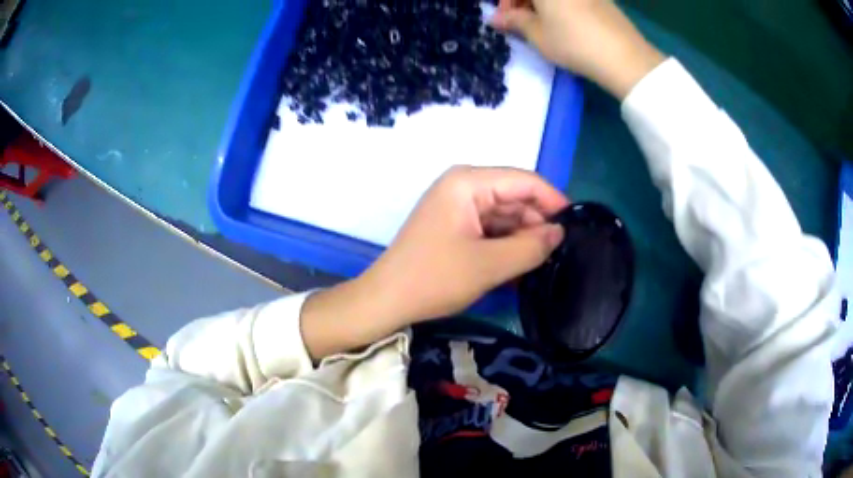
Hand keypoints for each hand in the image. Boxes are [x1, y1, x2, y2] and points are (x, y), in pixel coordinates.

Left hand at [363, 166, 567, 324]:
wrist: (387, 300)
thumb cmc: (434, 279)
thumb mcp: (490, 265)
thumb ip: (531, 246)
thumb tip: (559, 233)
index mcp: (468, 182)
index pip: (524, 180)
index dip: (553, 200)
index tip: (575, 226)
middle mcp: (463, 185)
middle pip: (514, 196)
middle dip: (537, 222)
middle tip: (559, 252)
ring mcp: (457, 205)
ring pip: (504, 214)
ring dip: (523, 236)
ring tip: (542, 262)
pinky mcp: (455, 224)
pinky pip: (490, 227)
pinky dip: (506, 244)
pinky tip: (520, 264)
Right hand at [491, 0, 664, 98]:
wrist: (624, 56)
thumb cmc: (572, 42)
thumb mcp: (536, 34)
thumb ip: (514, 21)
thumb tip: (496, 19)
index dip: (506, 4)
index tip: (504, 20)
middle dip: (523, 3)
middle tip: (520, 23)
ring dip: (541, 5)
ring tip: (541, 26)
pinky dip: (561, 5)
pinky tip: (564, 23)